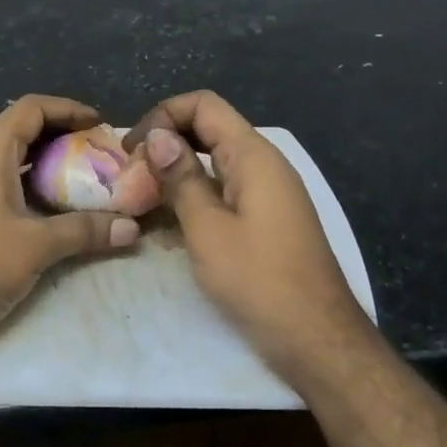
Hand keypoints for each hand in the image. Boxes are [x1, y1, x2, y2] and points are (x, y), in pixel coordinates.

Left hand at [0, 95, 139, 367]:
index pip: (31, 108)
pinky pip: (5, 183)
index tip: (100, 125)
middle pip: (23, 130)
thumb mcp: (37, 246)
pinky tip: (58, 208)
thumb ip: (85, 230)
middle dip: (64, 136)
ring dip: (49, 163)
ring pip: (14, 159)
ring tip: (86, 179)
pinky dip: (34, 186)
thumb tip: (131, 228)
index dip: (68, 109)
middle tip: (99, 154)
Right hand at [125, 91, 369, 380]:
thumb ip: (181, 179)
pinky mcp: (265, 220)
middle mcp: (263, 166)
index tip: (132, 151)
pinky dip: (194, 197)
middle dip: (165, 144)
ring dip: (176, 173)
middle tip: (130, 175)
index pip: (204, 105)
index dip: (163, 116)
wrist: (317, 340)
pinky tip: (168, 224)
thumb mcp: (208, 229)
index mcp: (253, 157)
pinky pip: (223, 191)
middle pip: (208, 130)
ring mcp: (267, 194)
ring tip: (140, 198)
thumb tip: (156, 136)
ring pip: (213, 163)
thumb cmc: (259, 281)